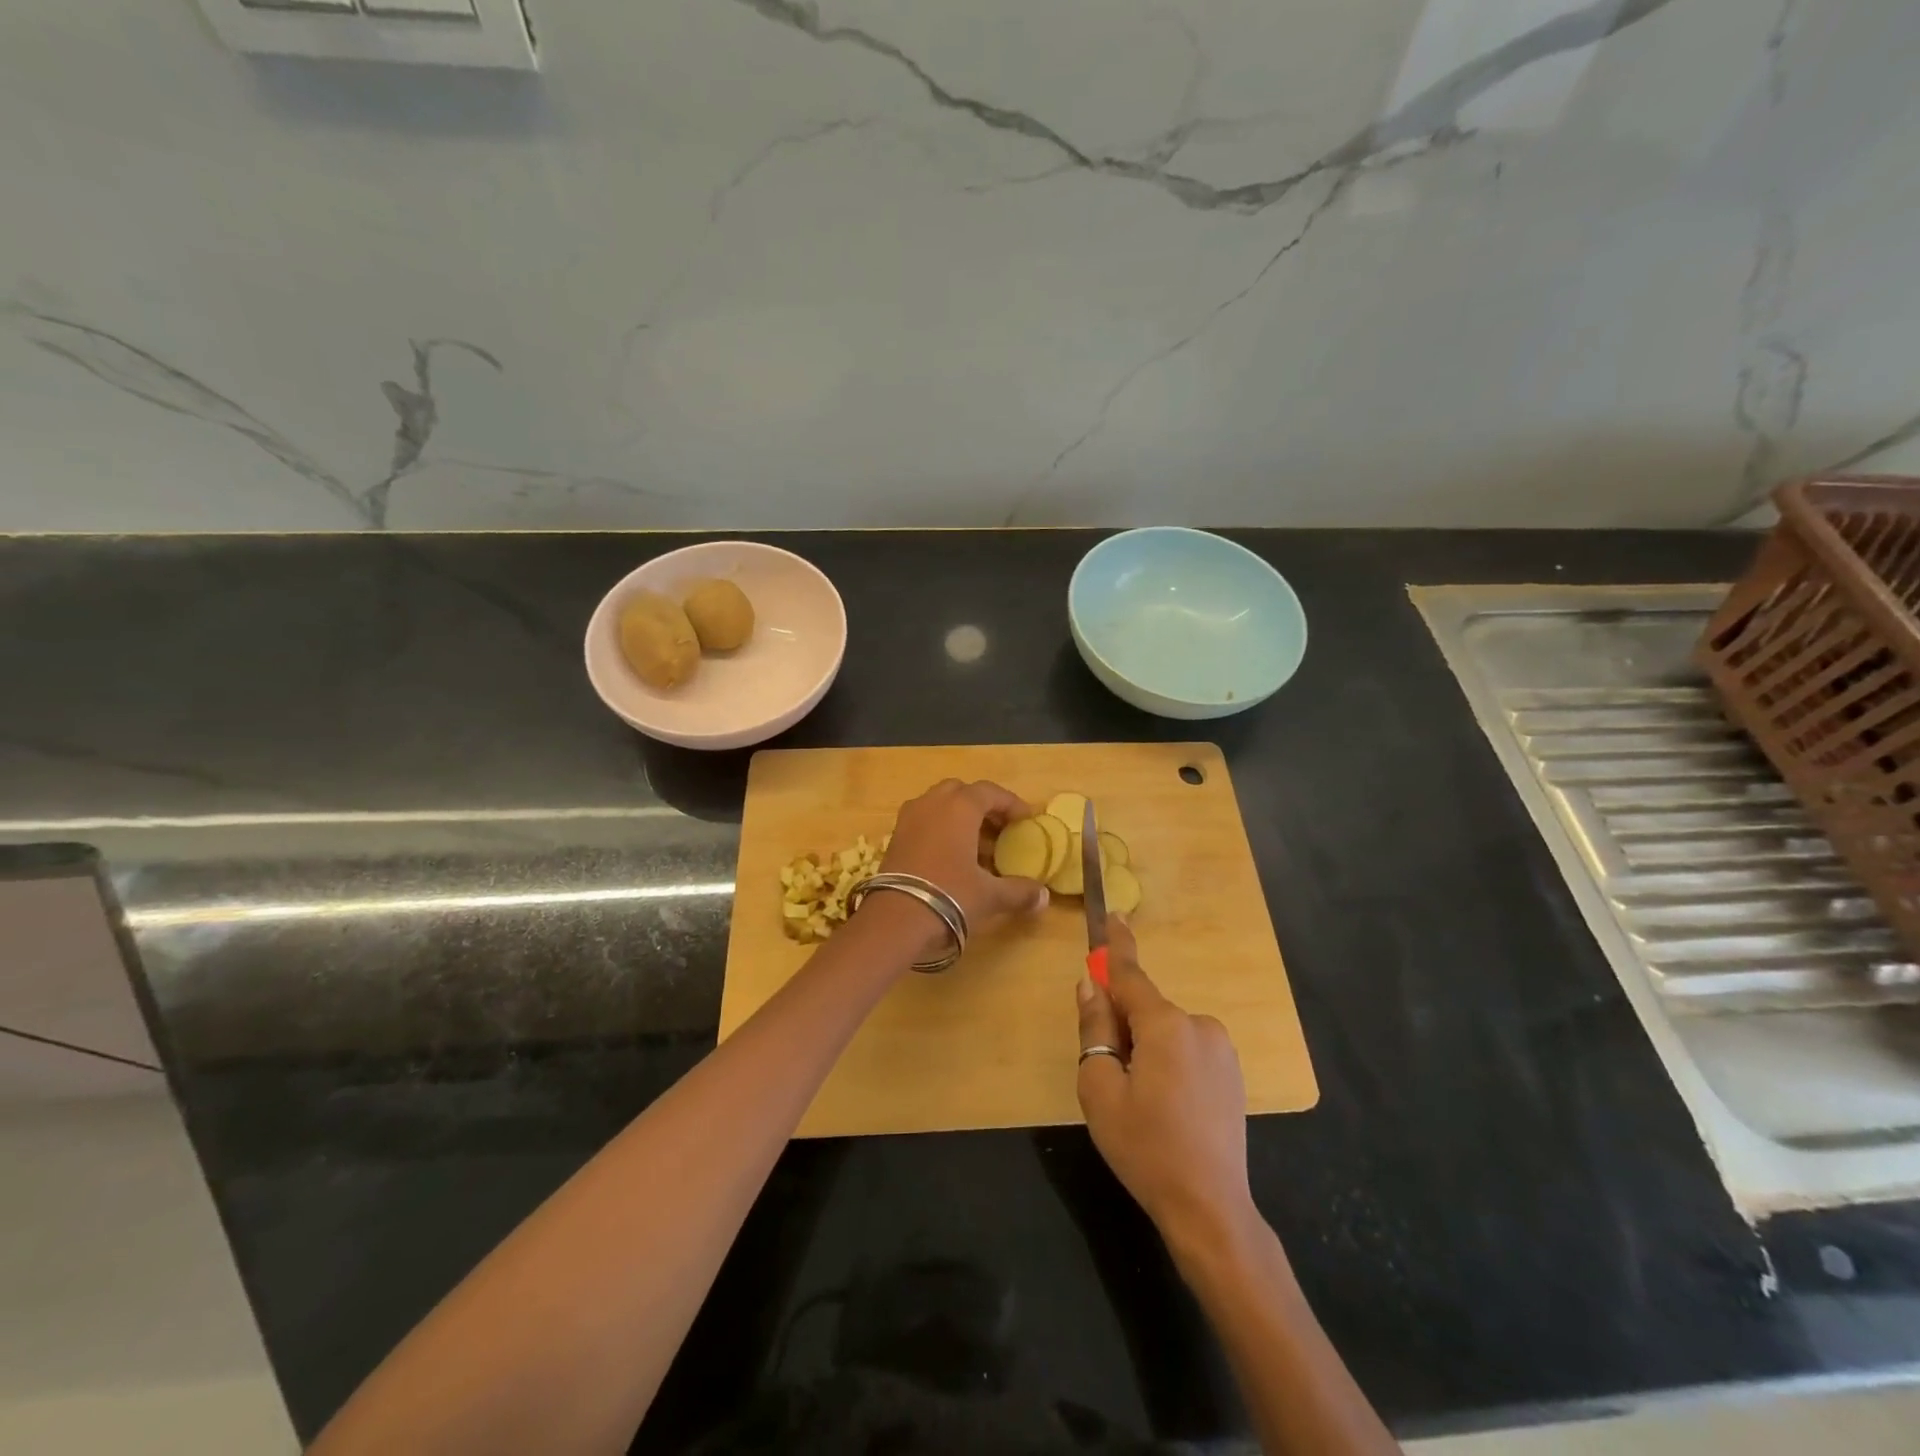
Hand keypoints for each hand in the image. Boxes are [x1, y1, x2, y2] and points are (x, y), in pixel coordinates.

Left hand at [869, 779, 1049, 957]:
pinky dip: (940, 828)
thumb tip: (1043, 898)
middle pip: (962, 792)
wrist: (895, 918)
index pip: (990, 792)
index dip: (1011, 804)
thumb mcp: (989, 895)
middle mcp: (932, 803)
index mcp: (959, 807)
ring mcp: (909, 818)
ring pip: (939, 804)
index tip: (1026, 819)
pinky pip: (923, 820)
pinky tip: (951, 856)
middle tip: (999, 828)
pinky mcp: (895, 836)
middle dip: (982, 806)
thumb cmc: (949, 895)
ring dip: (959, 817)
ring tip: (977, 845)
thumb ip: (1018, 891)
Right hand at [1076, 916, 1254, 1247]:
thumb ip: (1094, 1028)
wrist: (1210, 1208)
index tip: (1112, 914)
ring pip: (1166, 1032)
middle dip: (1123, 1025)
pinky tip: (1167, 1107)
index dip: (1115, 946)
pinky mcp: (1232, 1073)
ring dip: (1146, 1047)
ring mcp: (1221, 1050)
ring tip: (1140, 1101)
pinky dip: (1169, 1062)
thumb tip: (1091, 986)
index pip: (1131, 974)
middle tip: (1110, 1074)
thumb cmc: (1145, 1147)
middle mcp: (1199, 1025)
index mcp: (1165, 1025)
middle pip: (1146, 1009)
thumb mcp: (1100, 1088)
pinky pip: (1187, 1050)